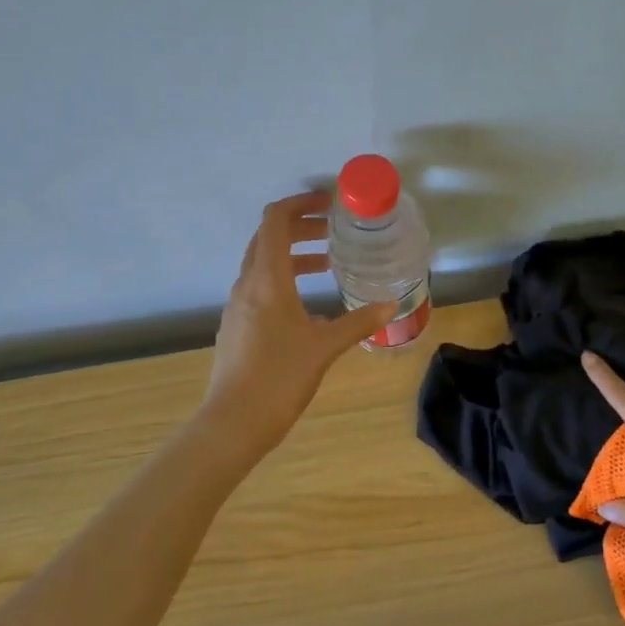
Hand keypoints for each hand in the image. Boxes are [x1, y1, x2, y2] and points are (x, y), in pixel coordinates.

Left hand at [201, 192, 394, 453]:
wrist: (233, 422)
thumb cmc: (280, 377)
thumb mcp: (325, 347)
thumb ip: (358, 322)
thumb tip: (391, 305)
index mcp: (267, 279)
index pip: (275, 220)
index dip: (300, 203)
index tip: (329, 204)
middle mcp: (247, 284)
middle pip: (268, 237)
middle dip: (301, 227)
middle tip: (334, 231)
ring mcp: (238, 305)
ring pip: (263, 263)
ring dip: (293, 255)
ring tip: (328, 264)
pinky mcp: (236, 325)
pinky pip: (259, 287)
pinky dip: (284, 279)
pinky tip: (308, 305)